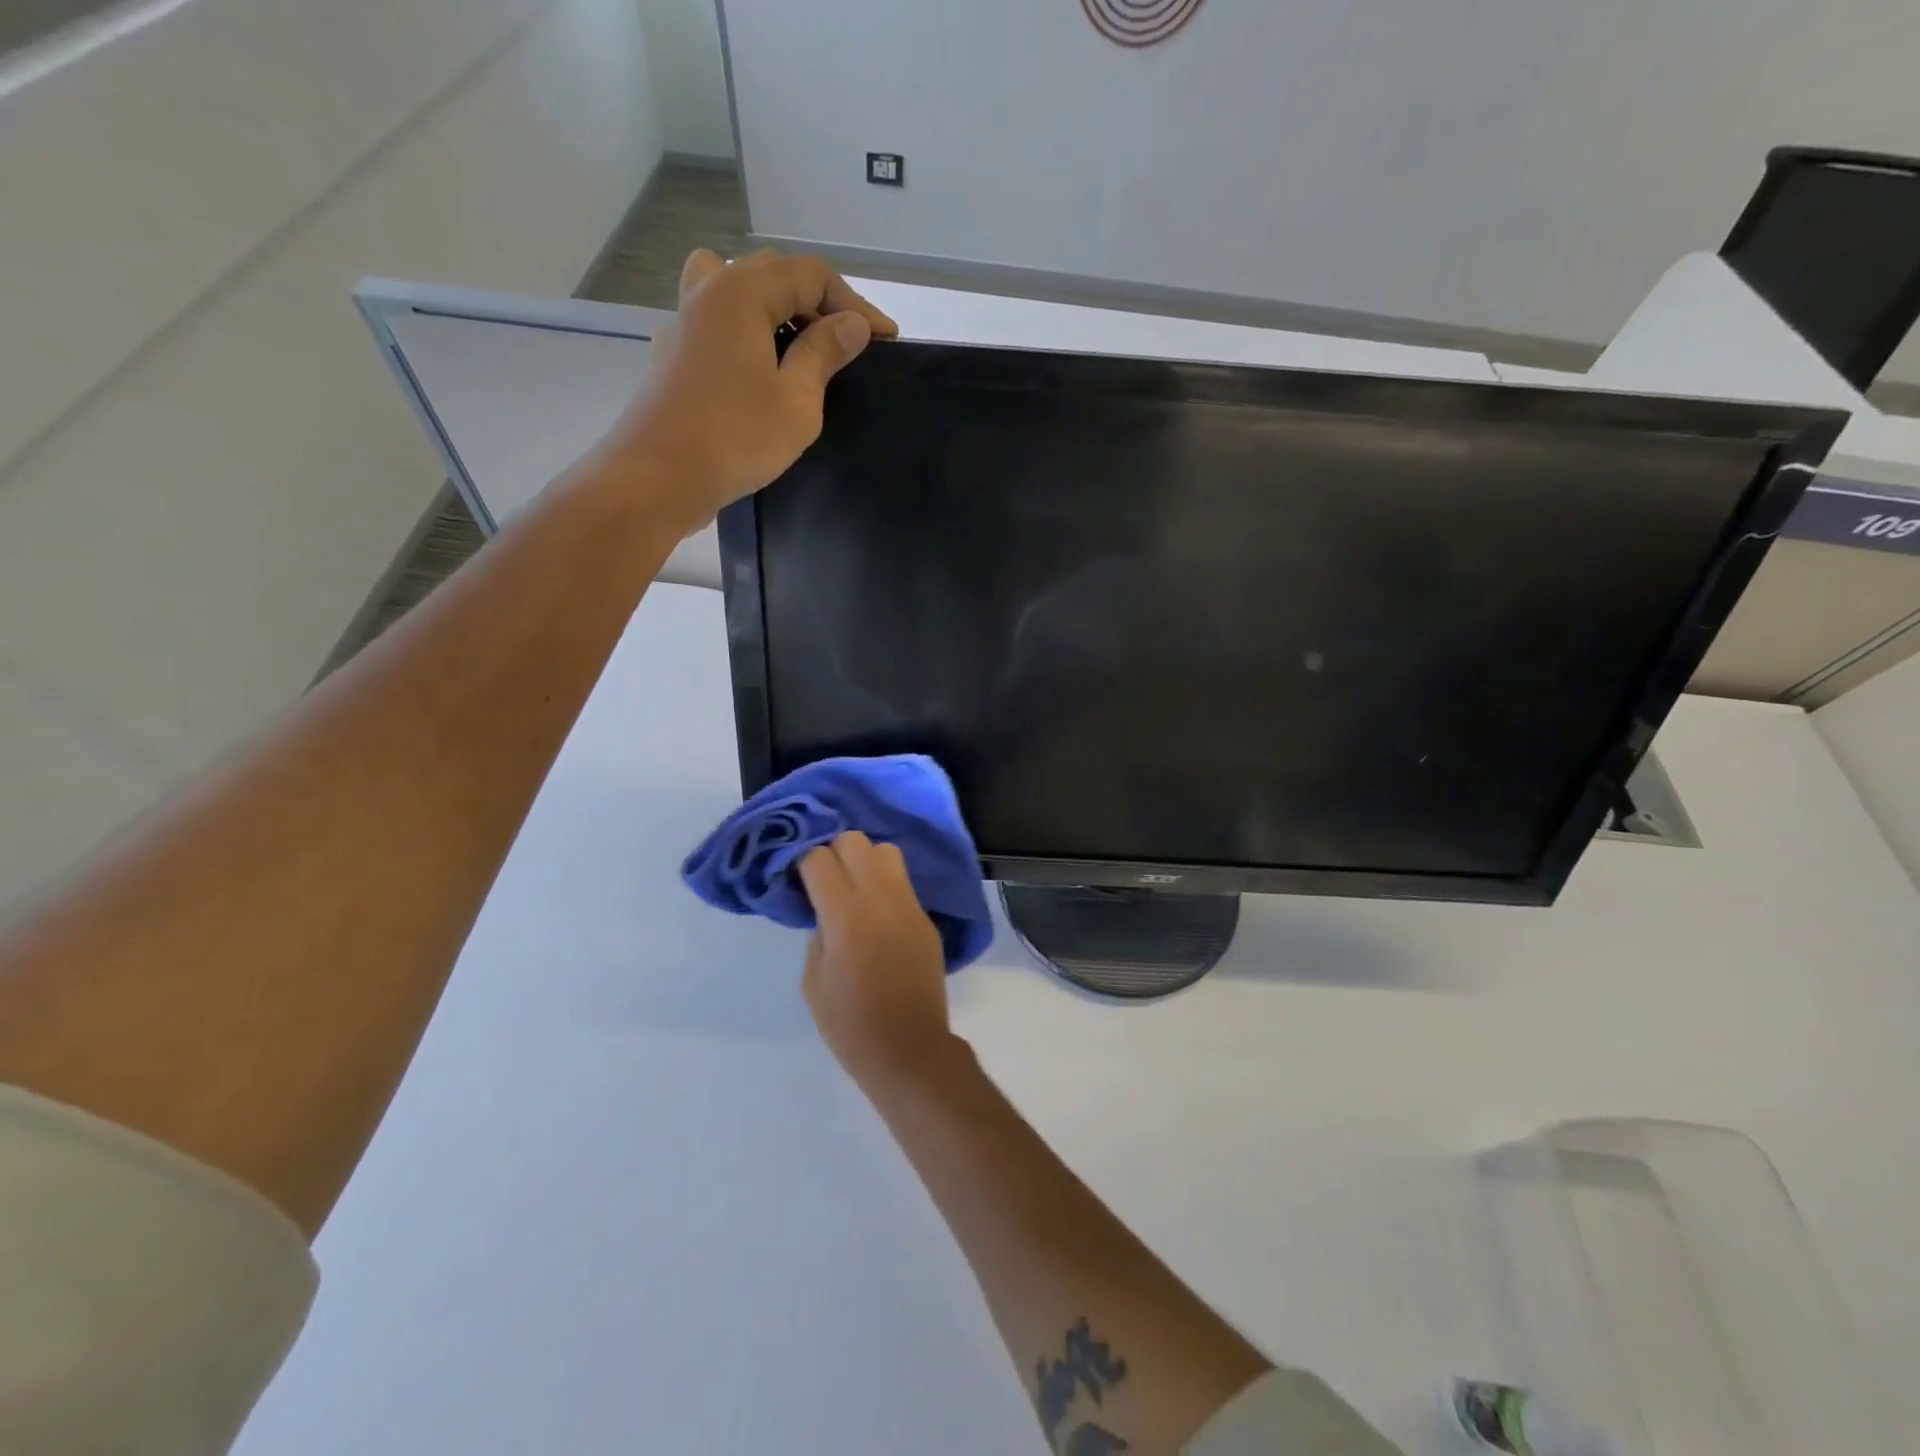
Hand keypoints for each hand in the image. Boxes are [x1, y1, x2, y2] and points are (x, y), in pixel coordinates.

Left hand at [611, 248, 896, 535]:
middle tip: (849, 344)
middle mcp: (708, 291)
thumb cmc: (735, 438)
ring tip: (802, 345)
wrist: (659, 477)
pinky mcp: (673, 353)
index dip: (854, 305)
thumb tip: (851, 324)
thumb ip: (824, 354)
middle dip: (819, 303)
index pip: (811, 275)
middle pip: (773, 274)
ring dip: (777, 309)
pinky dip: (748, 331)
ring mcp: (684, 321)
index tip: (885, 341)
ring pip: (738, 290)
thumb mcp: (796, 401)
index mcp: (741, 291)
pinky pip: (718, 322)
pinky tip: (762, 368)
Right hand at [798, 831, 954, 1089]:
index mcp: (846, 916)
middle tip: (825, 878)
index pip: (819, 859)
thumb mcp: (814, 981)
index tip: (797, 877)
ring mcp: (909, 905)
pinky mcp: (926, 918)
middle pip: (855, 841)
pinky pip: (903, 882)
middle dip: (834, 851)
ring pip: (887, 851)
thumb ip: (817, 934)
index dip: (803, 862)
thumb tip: (825, 910)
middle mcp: (881, 899)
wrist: (910, 1050)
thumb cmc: (851, 1025)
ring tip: (853, 888)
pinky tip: (876, 912)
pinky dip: (885, 885)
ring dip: (865, 860)